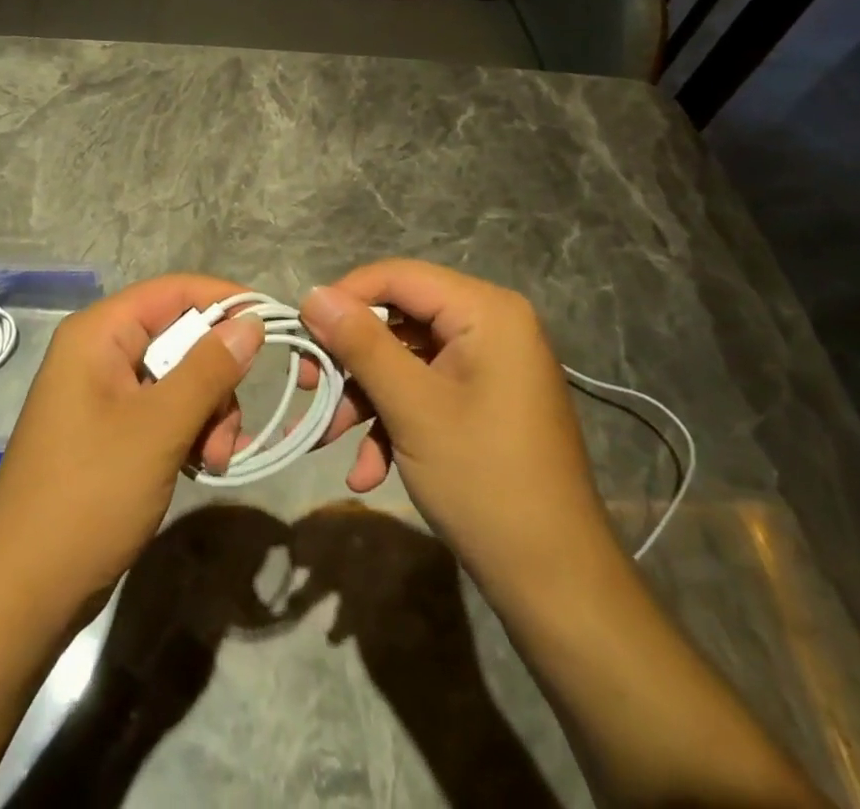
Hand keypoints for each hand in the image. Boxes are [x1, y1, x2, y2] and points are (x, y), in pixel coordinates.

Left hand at [0, 275, 263, 615]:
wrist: (22, 592)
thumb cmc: (89, 495)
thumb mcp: (159, 427)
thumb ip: (209, 369)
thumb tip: (251, 321)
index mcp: (99, 333)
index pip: (173, 291)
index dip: (225, 300)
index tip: (274, 322)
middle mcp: (99, 353)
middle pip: (179, 337)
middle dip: (216, 377)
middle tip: (228, 429)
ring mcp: (102, 394)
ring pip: (178, 378)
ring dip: (207, 412)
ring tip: (213, 459)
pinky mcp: (109, 431)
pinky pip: (163, 410)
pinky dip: (189, 431)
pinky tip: (200, 465)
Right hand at [297, 260, 613, 582]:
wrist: (556, 583)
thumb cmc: (484, 481)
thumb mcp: (412, 407)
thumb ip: (360, 344)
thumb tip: (312, 294)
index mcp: (486, 312)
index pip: (398, 276)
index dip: (345, 297)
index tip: (302, 331)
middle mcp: (491, 326)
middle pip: (399, 320)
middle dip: (351, 360)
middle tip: (307, 386)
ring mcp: (488, 366)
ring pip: (406, 360)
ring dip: (365, 398)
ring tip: (327, 439)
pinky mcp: (483, 401)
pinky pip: (426, 391)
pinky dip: (393, 423)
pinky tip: (368, 471)